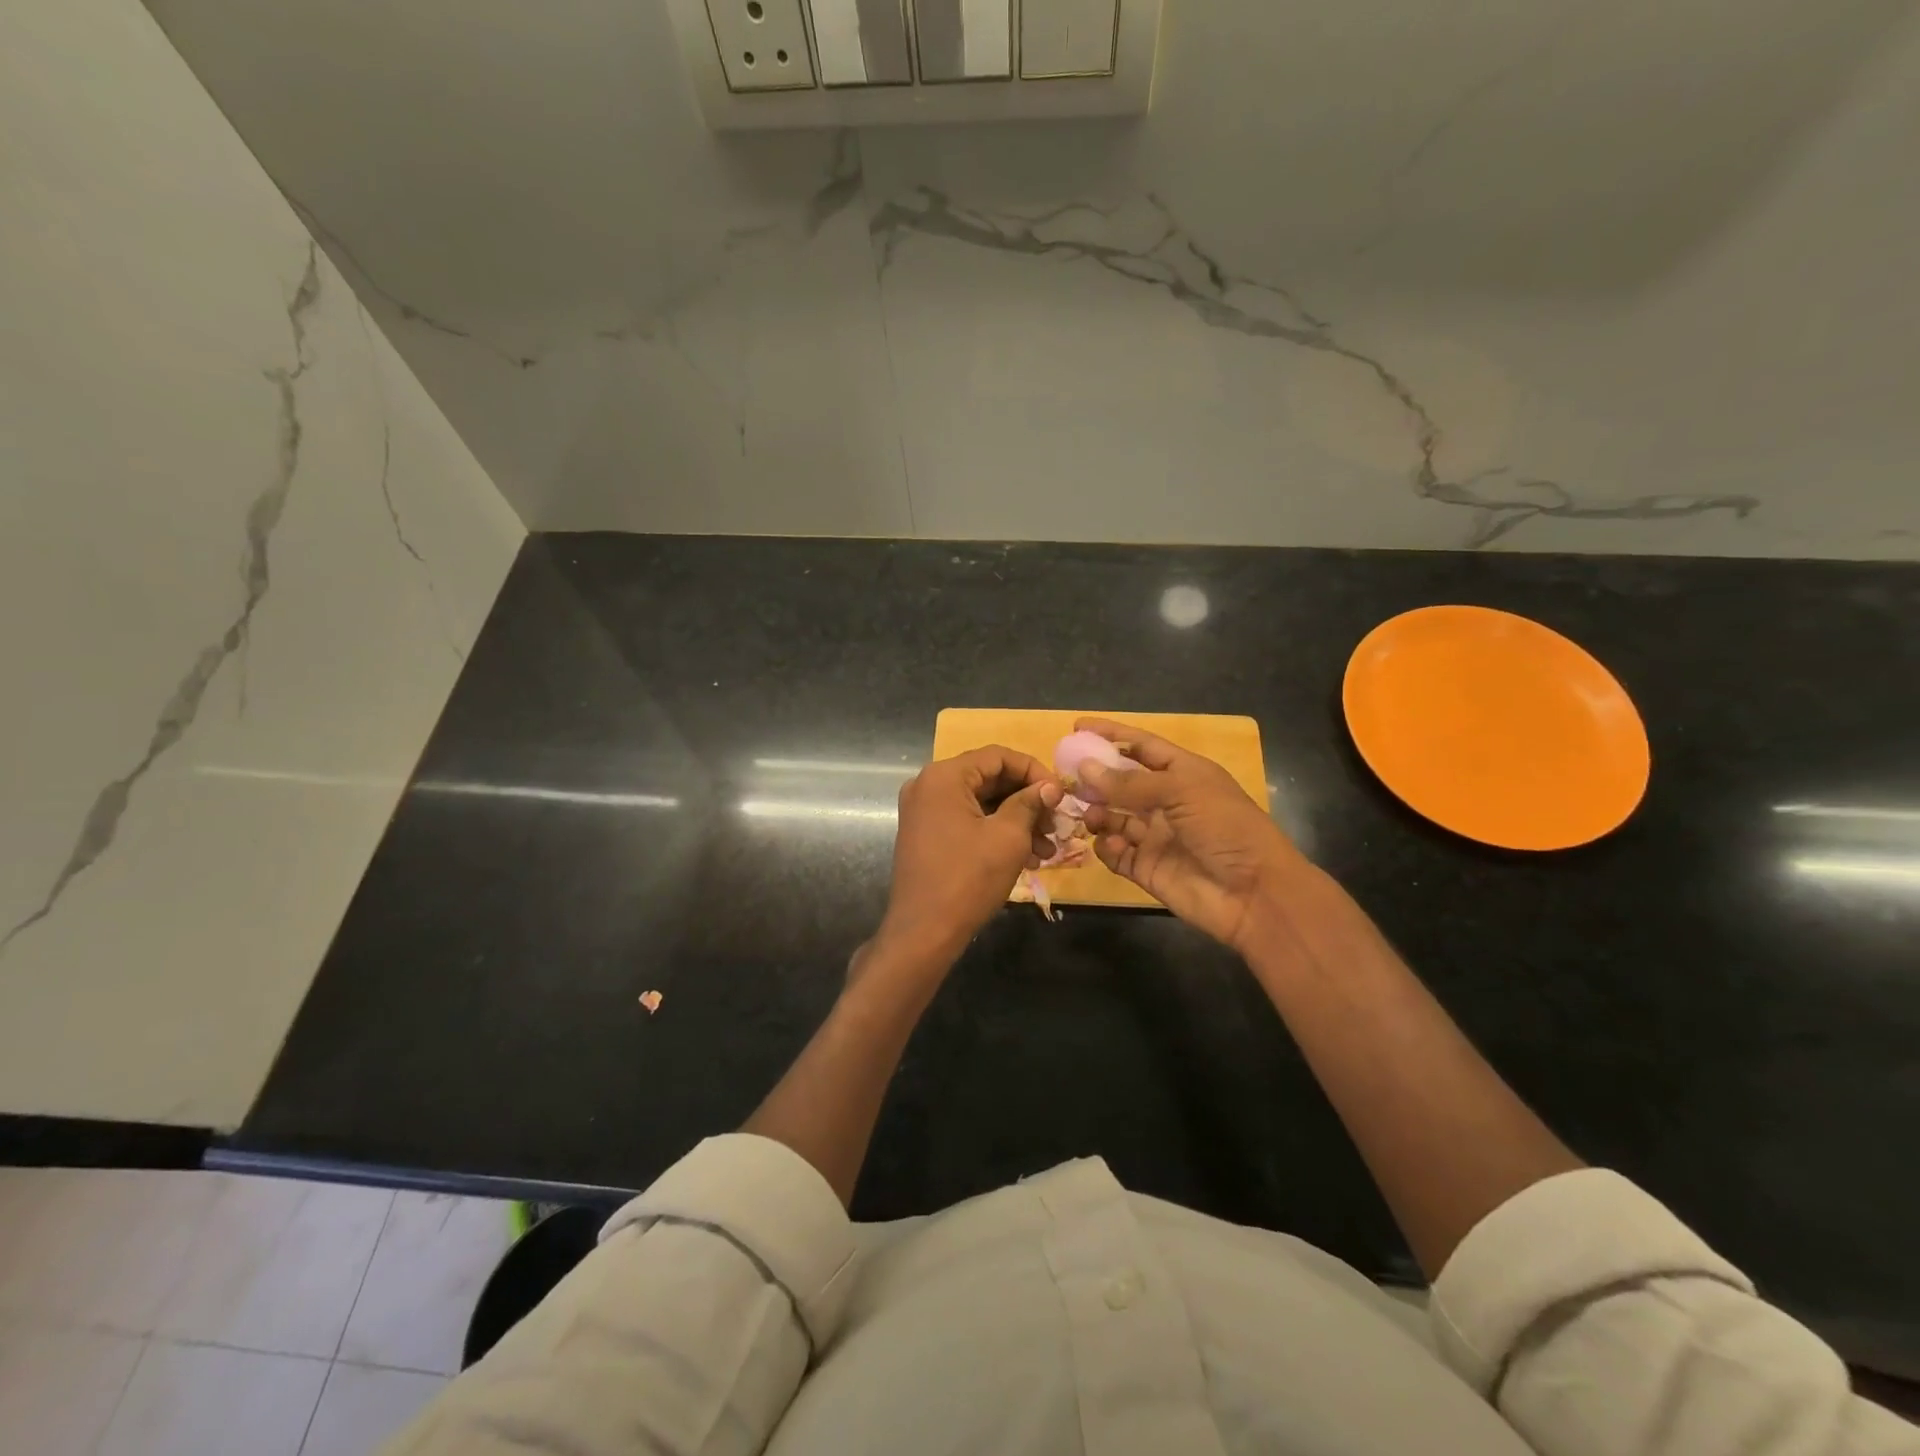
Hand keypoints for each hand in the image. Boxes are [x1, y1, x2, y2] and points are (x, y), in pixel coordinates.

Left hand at [879, 746, 1060, 965]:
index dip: (1034, 771)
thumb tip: (1050, 787)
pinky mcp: (926, 836)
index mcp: (944, 776)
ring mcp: (924, 812)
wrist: (924, 932)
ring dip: (1017, 821)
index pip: (998, 756)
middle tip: (1056, 825)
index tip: (1060, 795)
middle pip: (989, 779)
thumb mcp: (1008, 837)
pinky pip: (968, 822)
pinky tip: (1027, 857)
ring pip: (981, 804)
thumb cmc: (968, 878)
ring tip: (1047, 849)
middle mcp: (928, 786)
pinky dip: (996, 833)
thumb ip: (1030, 803)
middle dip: (1028, 801)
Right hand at [1076, 717, 1309, 954]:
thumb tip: (1085, 768)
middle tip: (1065, 779)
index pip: (1141, 746)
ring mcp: (1156, 836)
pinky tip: (1112, 845)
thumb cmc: (1225, 828)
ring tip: (1089, 816)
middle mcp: (1167, 802)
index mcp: (1183, 774)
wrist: (1254, 894)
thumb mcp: (1181, 791)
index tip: (1076, 728)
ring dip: (1097, 813)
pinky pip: (1116, 853)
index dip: (1111, 735)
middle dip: (1094, 779)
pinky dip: (1108, 847)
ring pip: (1113, 817)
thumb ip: (1130, 782)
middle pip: (1121, 783)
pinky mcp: (1147, 868)